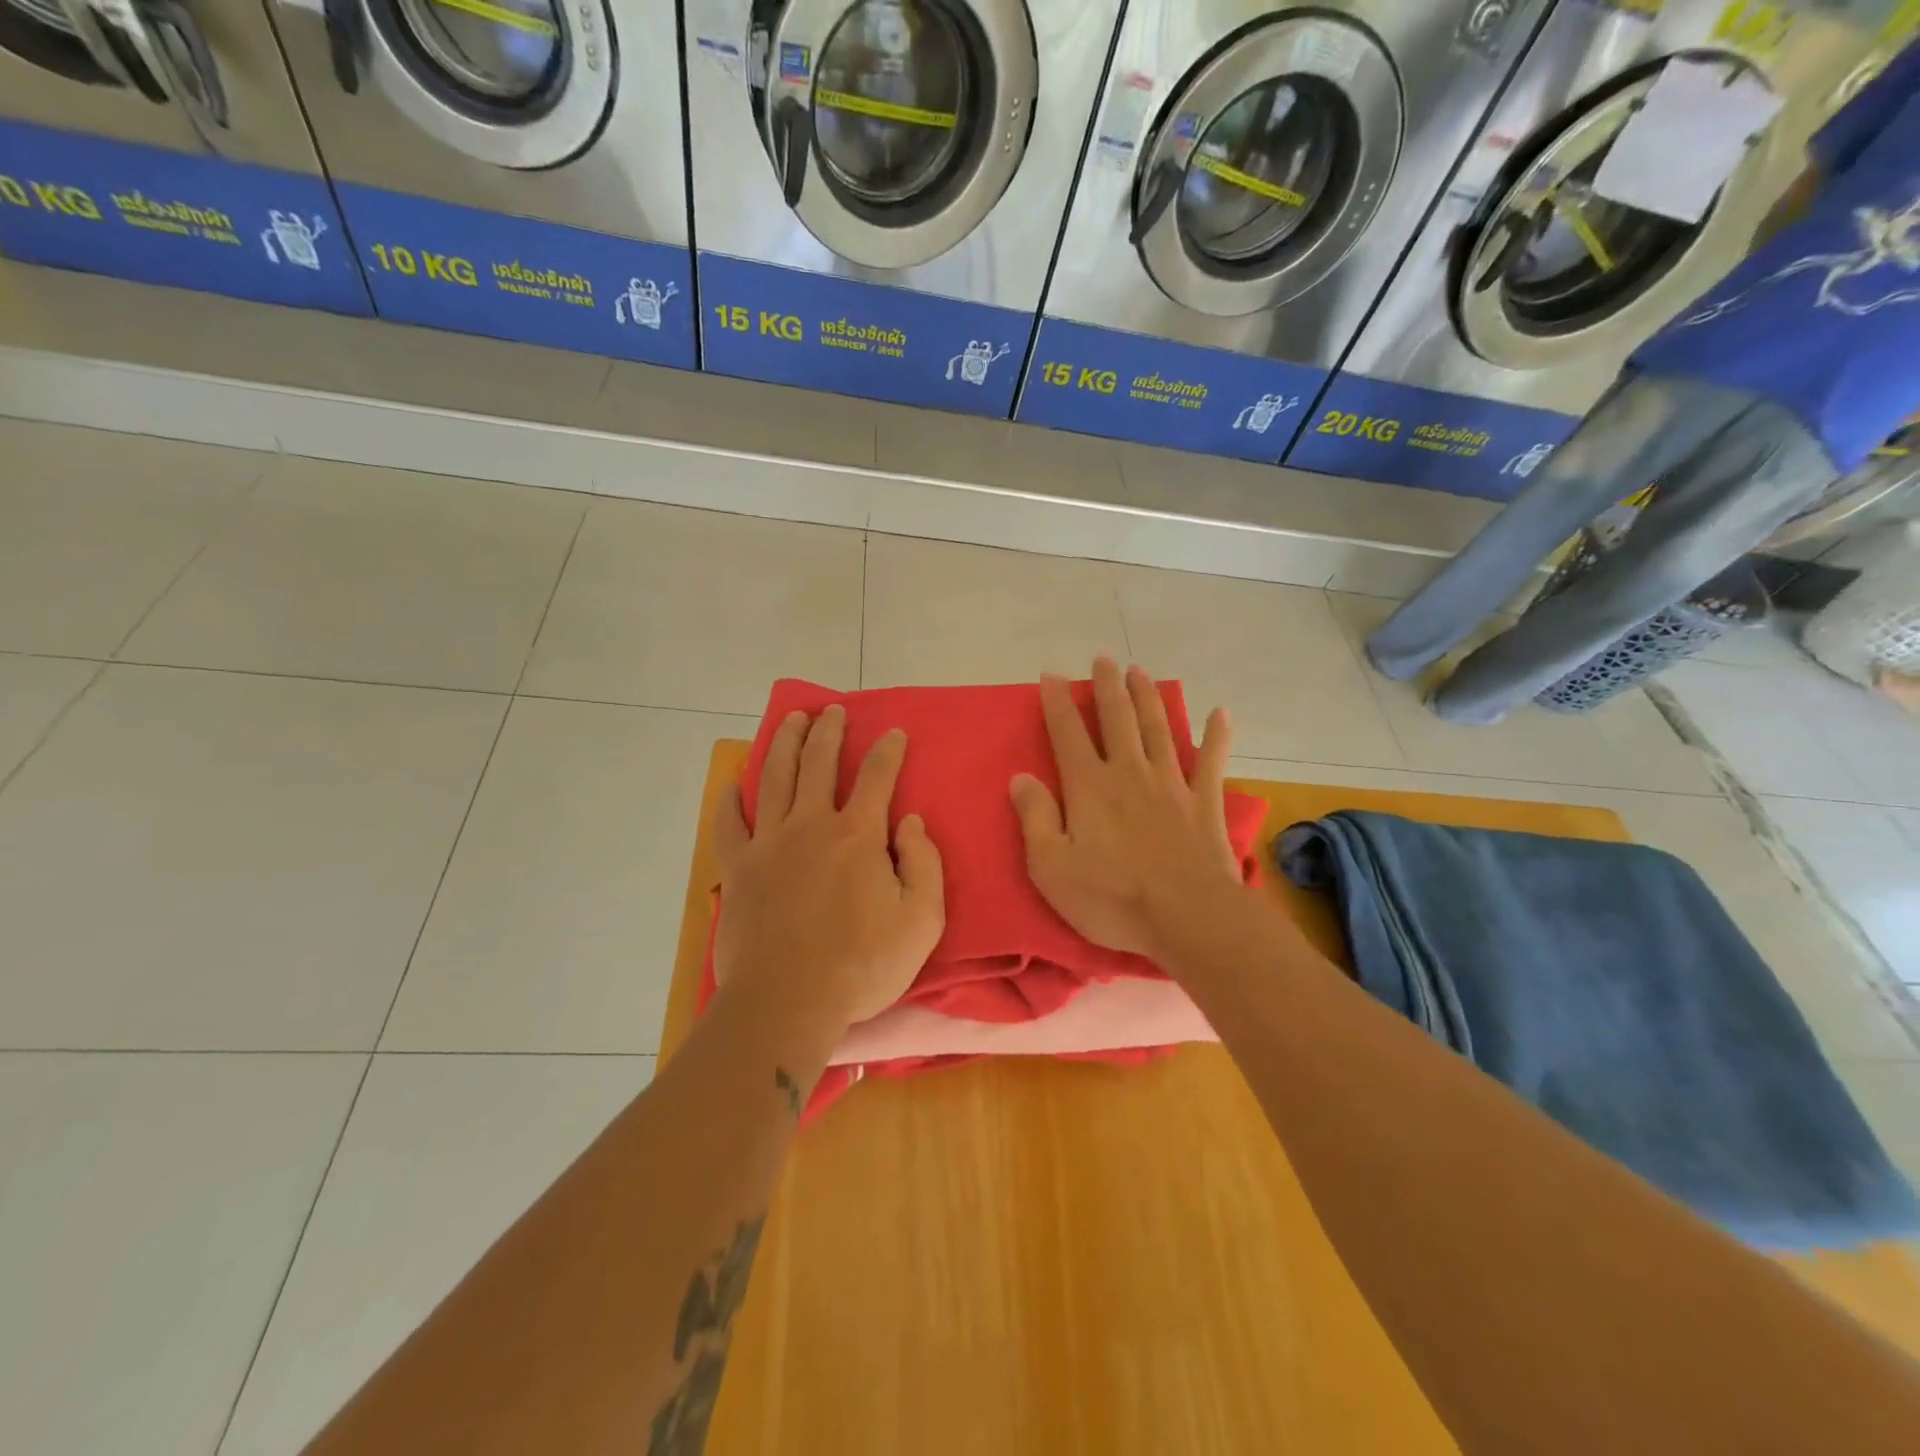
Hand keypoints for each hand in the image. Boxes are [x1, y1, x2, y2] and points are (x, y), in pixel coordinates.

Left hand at [713, 705, 944, 1036]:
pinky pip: (730, 824)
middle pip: (818, 763)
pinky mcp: (738, 869)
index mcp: (858, 835)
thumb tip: (912, 823)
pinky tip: (733, 785)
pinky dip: (731, 801)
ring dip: (785, 744)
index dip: (888, 750)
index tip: (893, 732)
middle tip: (832, 710)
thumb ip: (925, 865)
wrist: (787, 1002)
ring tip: (791, 720)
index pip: (877, 777)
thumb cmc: (862, 966)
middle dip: (828, 732)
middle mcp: (811, 825)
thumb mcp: (922, 921)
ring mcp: (769, 844)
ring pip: (775, 778)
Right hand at [1011, 659, 1244, 961]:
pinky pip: (1211, 762)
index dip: (1057, 703)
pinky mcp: (1204, 804)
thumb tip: (1020, 778)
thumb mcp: (1051, 867)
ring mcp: (1171, 785)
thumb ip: (1035, 818)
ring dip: (1148, 698)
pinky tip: (1220, 713)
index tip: (1051, 675)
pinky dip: (1216, 736)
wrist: (1188, 917)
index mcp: (1089, 787)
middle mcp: (1129, 773)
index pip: (1067, 734)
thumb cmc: (1112, 898)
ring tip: (1140, 672)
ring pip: (1158, 729)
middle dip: (1107, 687)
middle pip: (1117, 719)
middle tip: (1104, 659)